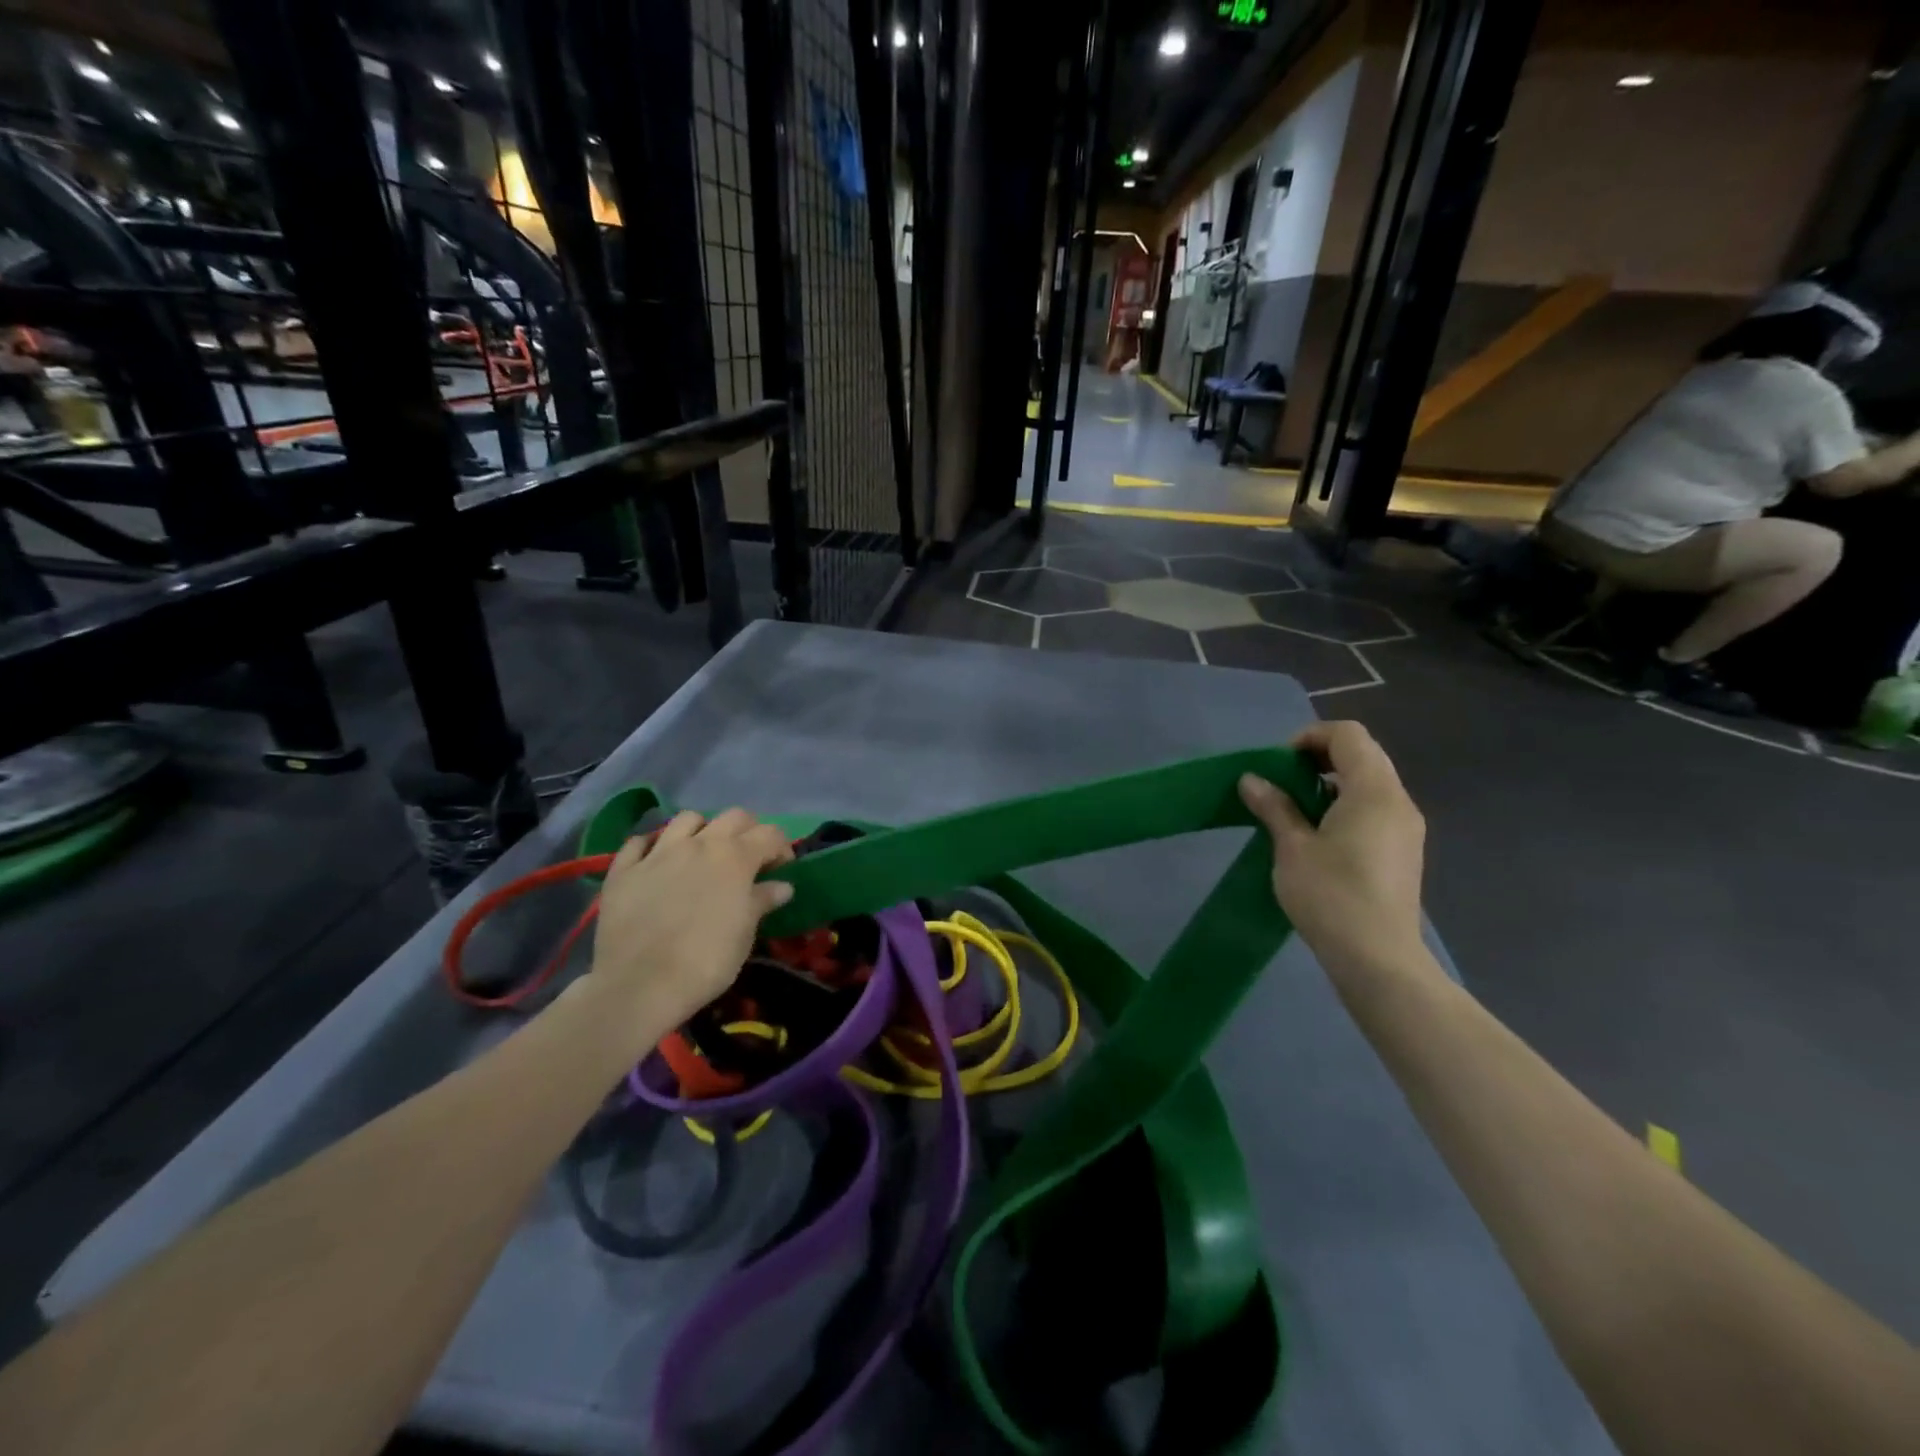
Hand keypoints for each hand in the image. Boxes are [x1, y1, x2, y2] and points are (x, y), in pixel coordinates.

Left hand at [585, 808, 794, 1031]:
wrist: (640, 985)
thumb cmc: (706, 960)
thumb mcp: (745, 933)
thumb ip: (762, 901)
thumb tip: (782, 886)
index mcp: (735, 857)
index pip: (771, 834)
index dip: (781, 849)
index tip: (781, 871)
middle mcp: (699, 843)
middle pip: (734, 816)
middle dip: (747, 831)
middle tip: (747, 860)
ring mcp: (658, 852)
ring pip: (687, 819)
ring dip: (702, 830)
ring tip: (702, 855)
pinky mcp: (624, 869)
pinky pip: (640, 842)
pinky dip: (653, 846)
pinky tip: (657, 863)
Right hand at [1238, 722, 1429, 977]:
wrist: (1377, 958)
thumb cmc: (1331, 895)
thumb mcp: (1292, 847)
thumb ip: (1275, 807)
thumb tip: (1252, 779)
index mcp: (1374, 791)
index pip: (1348, 735)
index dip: (1310, 737)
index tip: (1279, 764)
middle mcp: (1398, 801)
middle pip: (1363, 754)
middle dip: (1320, 757)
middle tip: (1283, 782)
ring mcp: (1406, 827)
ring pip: (1370, 782)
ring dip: (1332, 783)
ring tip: (1296, 810)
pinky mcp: (1403, 851)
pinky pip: (1375, 808)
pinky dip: (1346, 805)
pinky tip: (1319, 836)